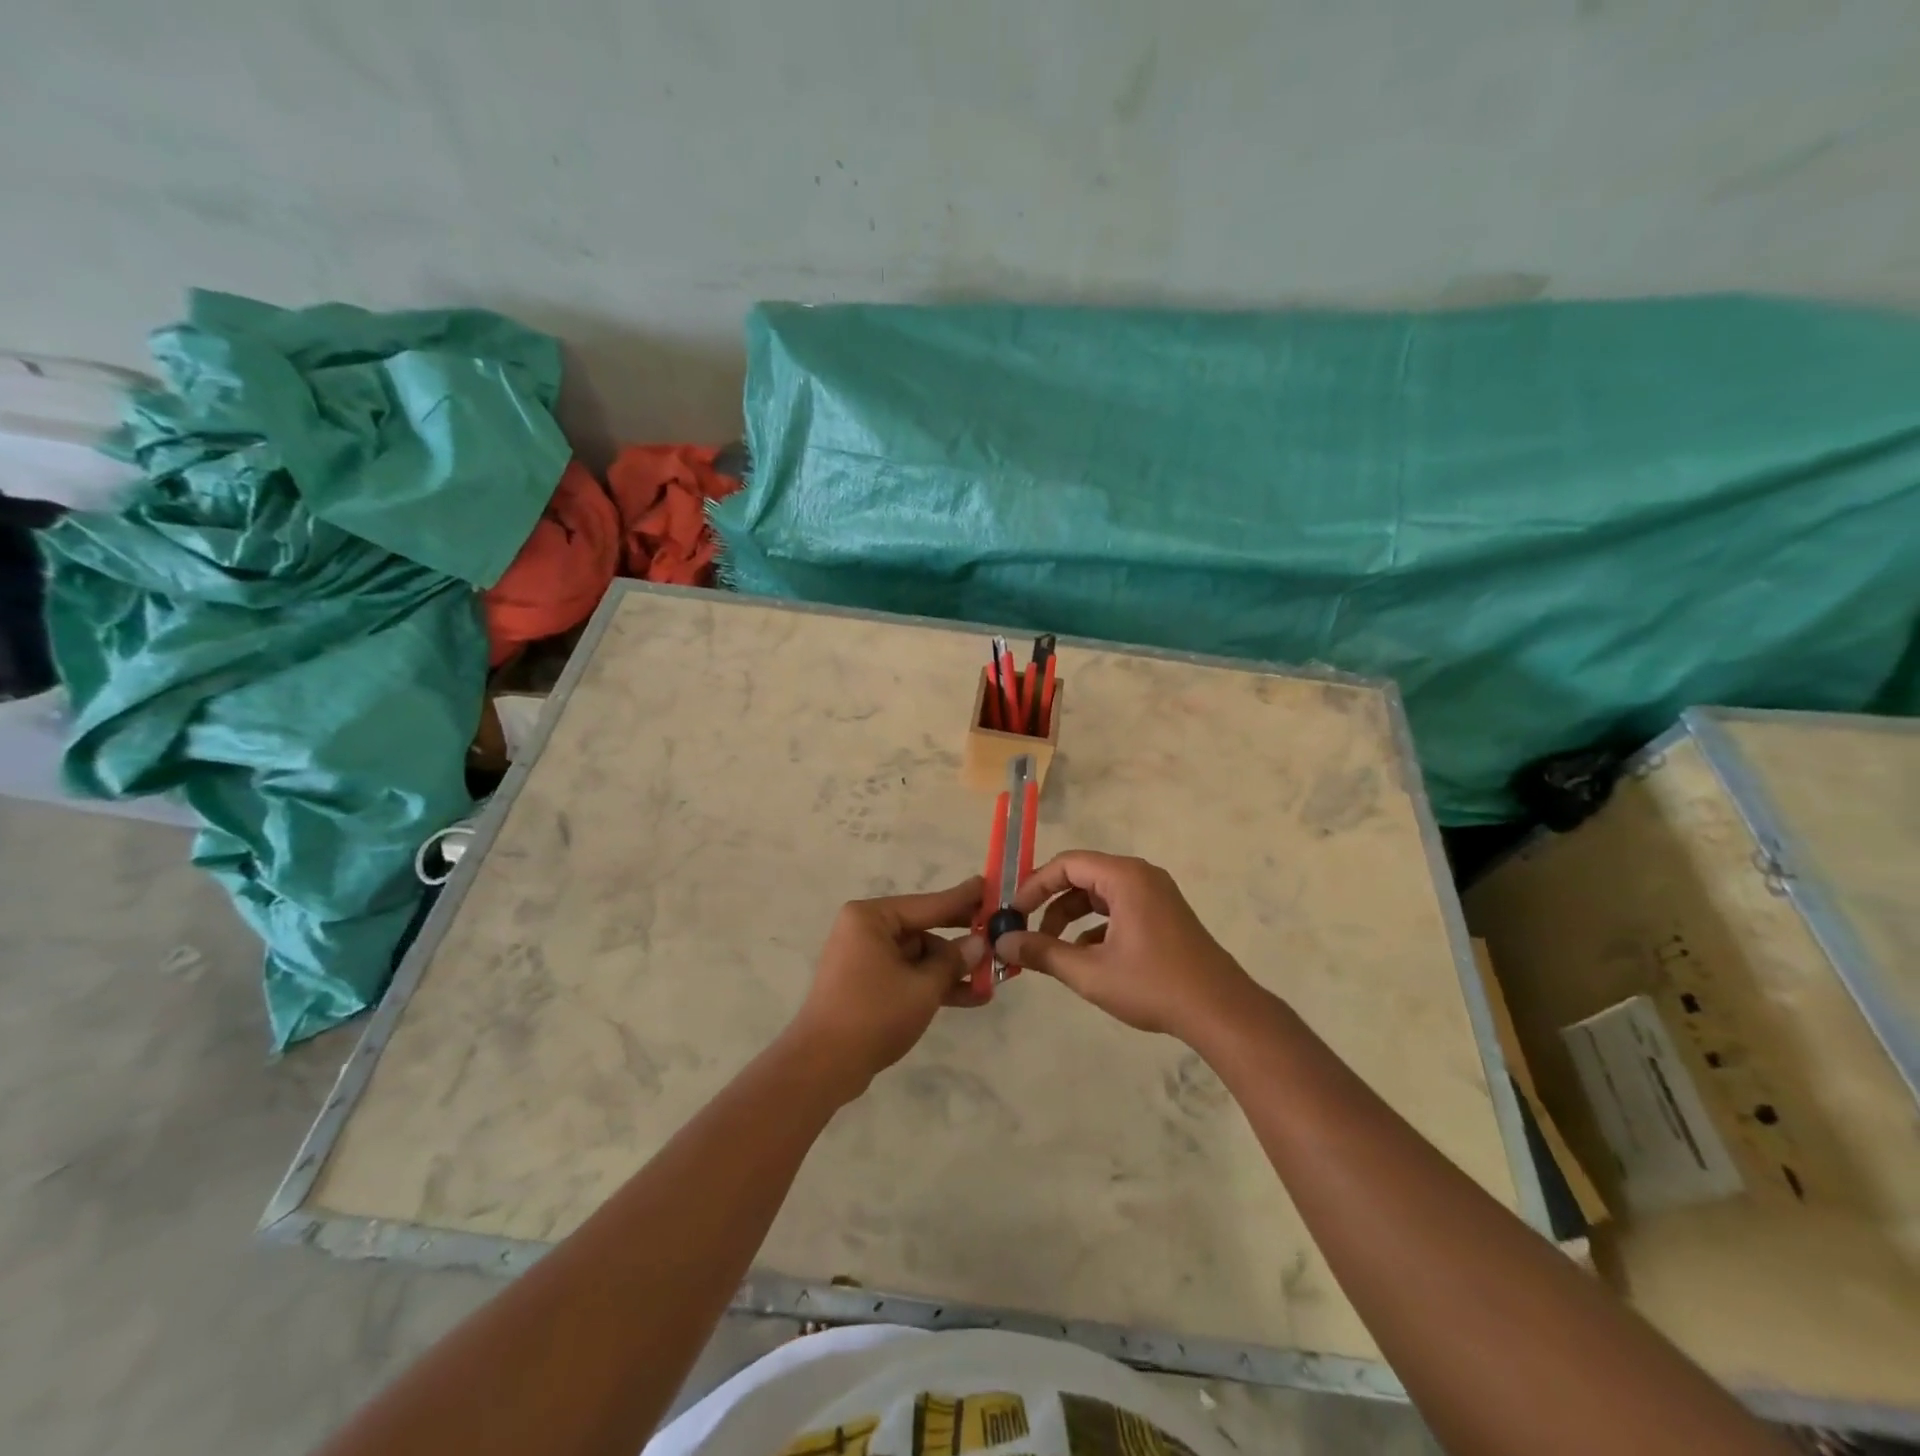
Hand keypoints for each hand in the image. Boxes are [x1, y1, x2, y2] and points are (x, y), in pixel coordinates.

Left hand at [786, 877, 988, 1098]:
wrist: (823, 1067)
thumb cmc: (873, 1015)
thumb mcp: (923, 987)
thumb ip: (953, 962)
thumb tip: (979, 943)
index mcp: (871, 918)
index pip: (928, 904)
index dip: (963, 899)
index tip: (990, 886)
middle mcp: (865, 930)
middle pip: (924, 929)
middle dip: (960, 941)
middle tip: (998, 935)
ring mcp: (865, 958)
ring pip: (919, 956)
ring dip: (951, 969)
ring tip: (992, 980)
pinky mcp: (867, 984)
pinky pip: (907, 974)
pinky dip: (933, 984)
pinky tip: (970, 997)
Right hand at [996, 851, 1256, 1042]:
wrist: (1221, 1012)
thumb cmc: (1153, 985)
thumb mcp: (1089, 972)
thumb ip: (1042, 953)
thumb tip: (1003, 942)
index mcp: (1124, 877)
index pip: (1066, 864)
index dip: (1034, 885)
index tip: (1013, 913)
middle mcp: (1141, 876)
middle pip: (1082, 876)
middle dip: (1050, 903)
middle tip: (1026, 929)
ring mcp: (1156, 895)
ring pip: (1100, 895)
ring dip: (1071, 918)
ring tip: (1051, 949)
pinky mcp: (1164, 915)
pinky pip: (1119, 909)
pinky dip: (1096, 927)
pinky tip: (1084, 958)